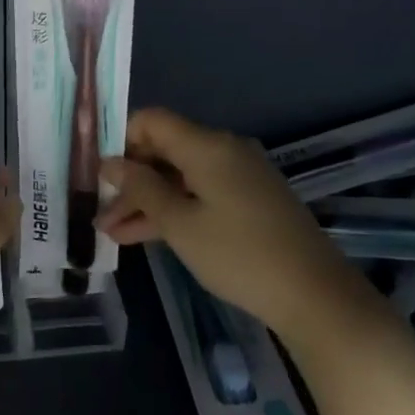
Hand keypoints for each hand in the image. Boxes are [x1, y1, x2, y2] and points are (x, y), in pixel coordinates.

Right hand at [98, 108, 359, 338]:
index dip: (121, 140)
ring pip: (180, 176)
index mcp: (207, 145)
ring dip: (147, 200)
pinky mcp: (249, 199)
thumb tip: (110, 163)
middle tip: (100, 212)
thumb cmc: (239, 255)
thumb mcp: (180, 224)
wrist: (314, 294)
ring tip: (111, 232)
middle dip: (130, 179)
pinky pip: (200, 192)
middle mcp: (224, 149)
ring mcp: (239, 175)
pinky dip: (174, 209)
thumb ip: (141, 188)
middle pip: (164, 149)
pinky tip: (143, 236)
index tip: (100, 175)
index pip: (151, 120)